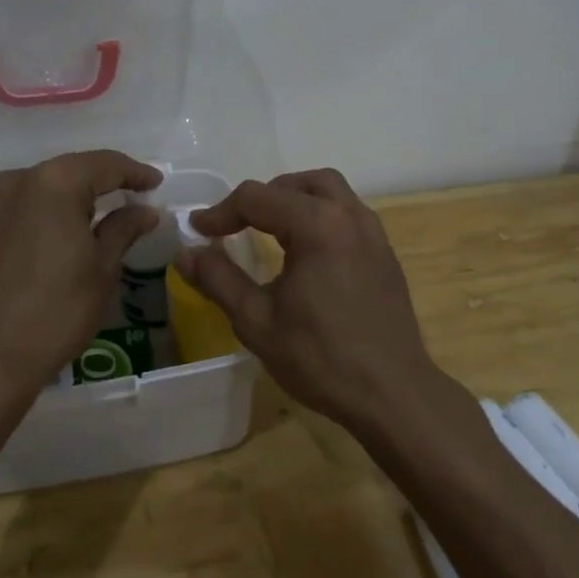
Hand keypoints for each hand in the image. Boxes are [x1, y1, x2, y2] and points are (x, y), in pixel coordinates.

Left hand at [0, 150, 161, 404]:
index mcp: (55, 182)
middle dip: (107, 180)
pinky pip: (31, 202)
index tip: (158, 183)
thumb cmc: (55, 311)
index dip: (135, 172)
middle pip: (75, 169)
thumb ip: (124, 228)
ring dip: (81, 193)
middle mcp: (21, 179)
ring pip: (51, 184)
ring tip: (111, 210)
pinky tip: (74, 225)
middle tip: (138, 195)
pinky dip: (56, 207)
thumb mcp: (102, 268)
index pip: (106, 164)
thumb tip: (145, 210)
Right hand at [179, 169, 439, 431]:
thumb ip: (218, 279)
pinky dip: (320, 214)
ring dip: (294, 198)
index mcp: (316, 224)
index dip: (221, 211)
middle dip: (261, 197)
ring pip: (329, 190)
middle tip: (236, 224)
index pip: (257, 198)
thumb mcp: (257, 321)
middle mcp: (348, 215)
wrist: (393, 394)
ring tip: (270, 228)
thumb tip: (185, 253)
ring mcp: (372, 231)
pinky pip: (347, 212)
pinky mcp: (385, 251)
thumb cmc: (321, 357)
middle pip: (297, 183)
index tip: (198, 231)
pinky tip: (307, 250)